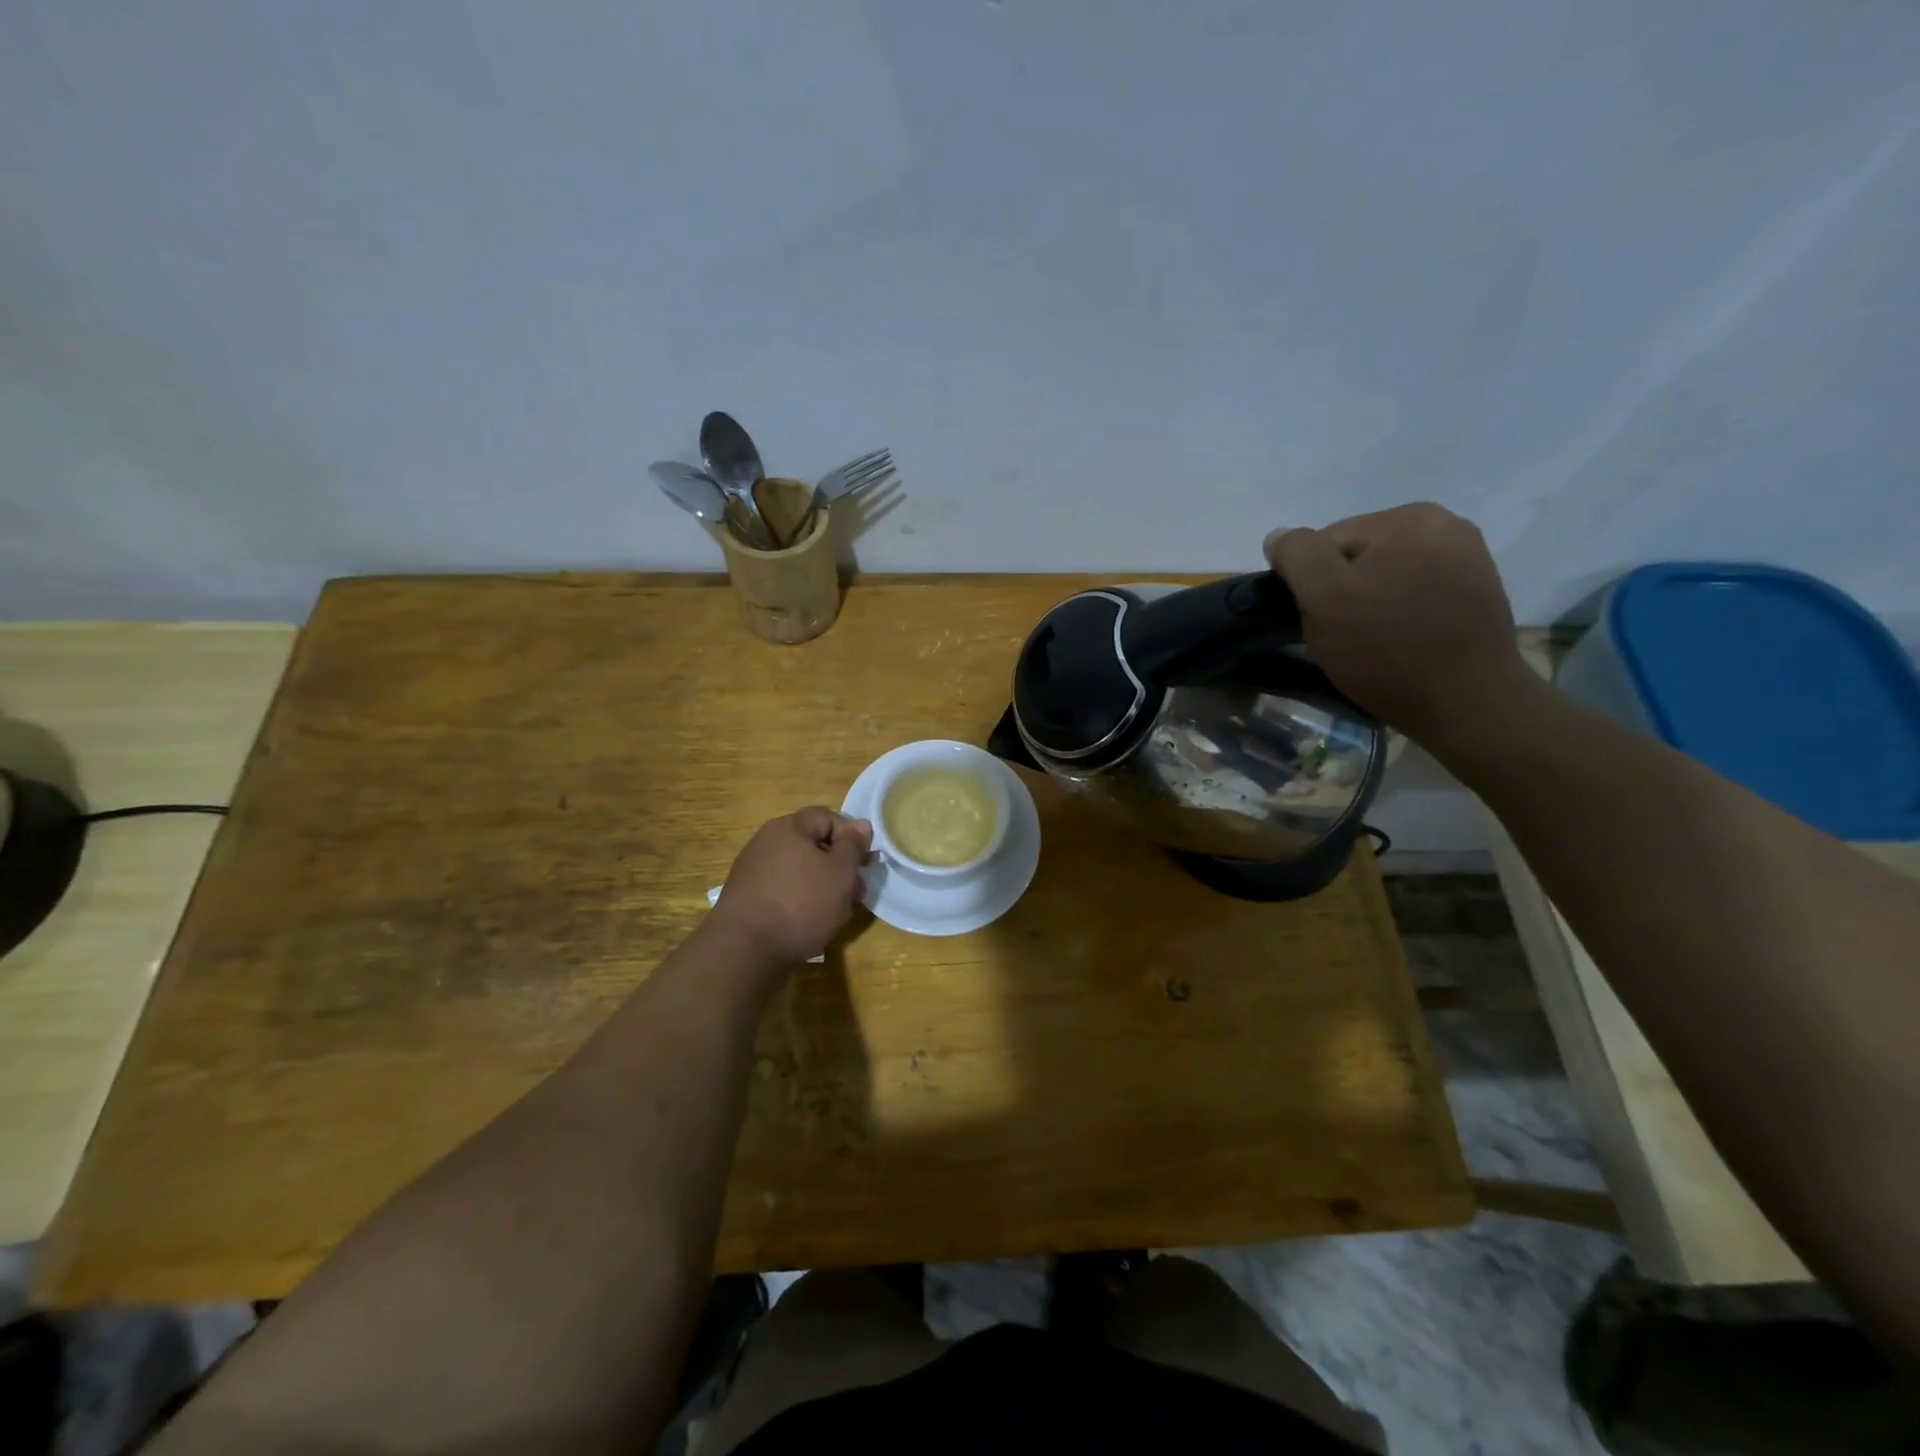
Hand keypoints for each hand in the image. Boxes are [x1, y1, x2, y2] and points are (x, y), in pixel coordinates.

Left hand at [710, 808, 871, 969]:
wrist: (745, 951)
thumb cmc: (801, 904)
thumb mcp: (841, 872)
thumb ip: (853, 845)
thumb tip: (860, 824)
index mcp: (788, 828)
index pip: (828, 817)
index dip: (852, 837)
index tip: (864, 864)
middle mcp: (766, 842)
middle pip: (813, 846)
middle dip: (839, 868)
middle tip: (856, 894)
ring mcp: (753, 871)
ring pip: (800, 871)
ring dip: (823, 887)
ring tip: (837, 914)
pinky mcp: (747, 898)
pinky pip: (783, 891)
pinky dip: (801, 902)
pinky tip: (810, 924)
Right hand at [1264, 502, 1534, 749]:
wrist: (1467, 704)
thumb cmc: (1387, 650)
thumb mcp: (1324, 598)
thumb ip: (1297, 555)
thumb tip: (1280, 537)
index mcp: (1408, 517)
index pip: (1325, 542)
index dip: (1311, 583)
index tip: (1322, 620)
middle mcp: (1445, 524)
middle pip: (1357, 555)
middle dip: (1342, 591)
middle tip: (1345, 635)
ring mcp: (1467, 557)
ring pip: (1385, 574)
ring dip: (1369, 602)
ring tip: (1374, 641)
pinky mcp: (1477, 590)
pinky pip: (1415, 591)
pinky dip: (1400, 612)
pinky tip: (1403, 640)